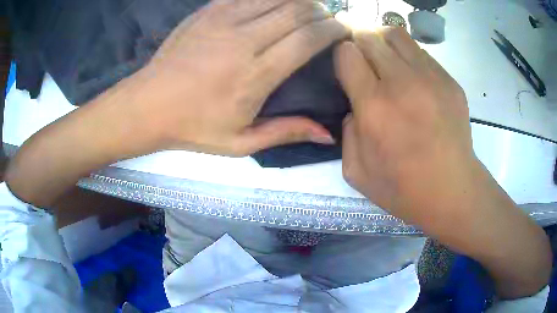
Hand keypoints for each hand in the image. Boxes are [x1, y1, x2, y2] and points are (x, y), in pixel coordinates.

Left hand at [129, 0, 347, 155]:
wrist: (147, 105)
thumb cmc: (192, 127)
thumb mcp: (240, 142)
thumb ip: (286, 132)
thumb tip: (327, 135)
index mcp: (255, 74)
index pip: (307, 39)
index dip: (332, 30)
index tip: (342, 30)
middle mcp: (243, 40)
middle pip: (296, 11)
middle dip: (320, 11)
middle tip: (327, 18)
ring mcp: (223, 20)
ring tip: (307, 7)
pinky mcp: (208, 11)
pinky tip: (276, 2)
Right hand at [334, 27, 550, 298]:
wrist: (453, 191)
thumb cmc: (404, 189)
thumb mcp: (356, 172)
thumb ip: (346, 133)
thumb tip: (355, 107)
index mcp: (374, 106)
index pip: (347, 54)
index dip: (341, 55)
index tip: (346, 67)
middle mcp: (401, 83)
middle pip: (370, 35)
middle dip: (359, 41)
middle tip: (362, 59)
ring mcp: (430, 78)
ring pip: (396, 33)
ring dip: (383, 41)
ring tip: (386, 59)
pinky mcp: (449, 81)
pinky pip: (420, 52)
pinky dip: (408, 57)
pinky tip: (413, 78)